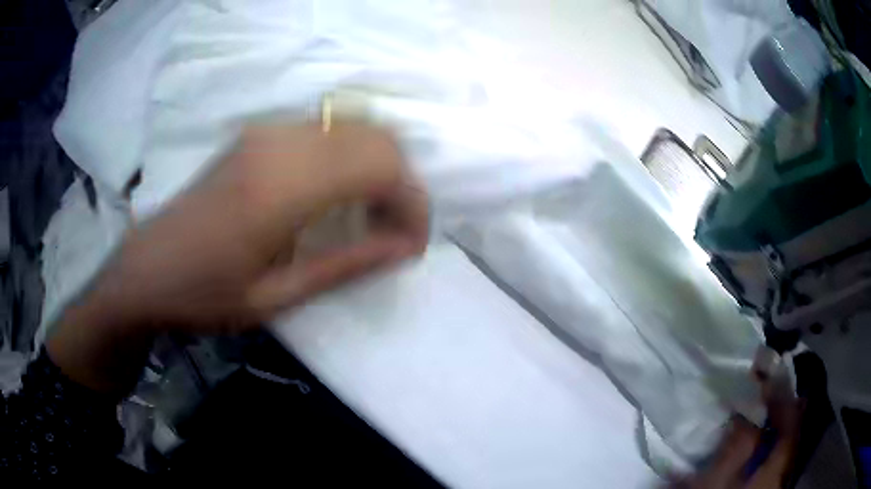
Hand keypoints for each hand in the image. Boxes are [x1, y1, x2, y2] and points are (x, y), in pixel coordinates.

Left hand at [48, 121, 428, 393]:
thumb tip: (406, 246)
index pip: (381, 166)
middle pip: (375, 137)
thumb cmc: (205, 295)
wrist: (146, 269)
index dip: (412, 202)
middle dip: (402, 184)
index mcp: (280, 187)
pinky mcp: (258, 134)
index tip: (413, 244)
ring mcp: (266, 132)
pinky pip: (327, 132)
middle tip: (395, 233)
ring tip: (371, 217)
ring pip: (354, 128)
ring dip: (378, 169)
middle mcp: (278, 142)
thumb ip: (347, 264)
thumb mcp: (277, 297)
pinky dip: (351, 158)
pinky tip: (339, 195)